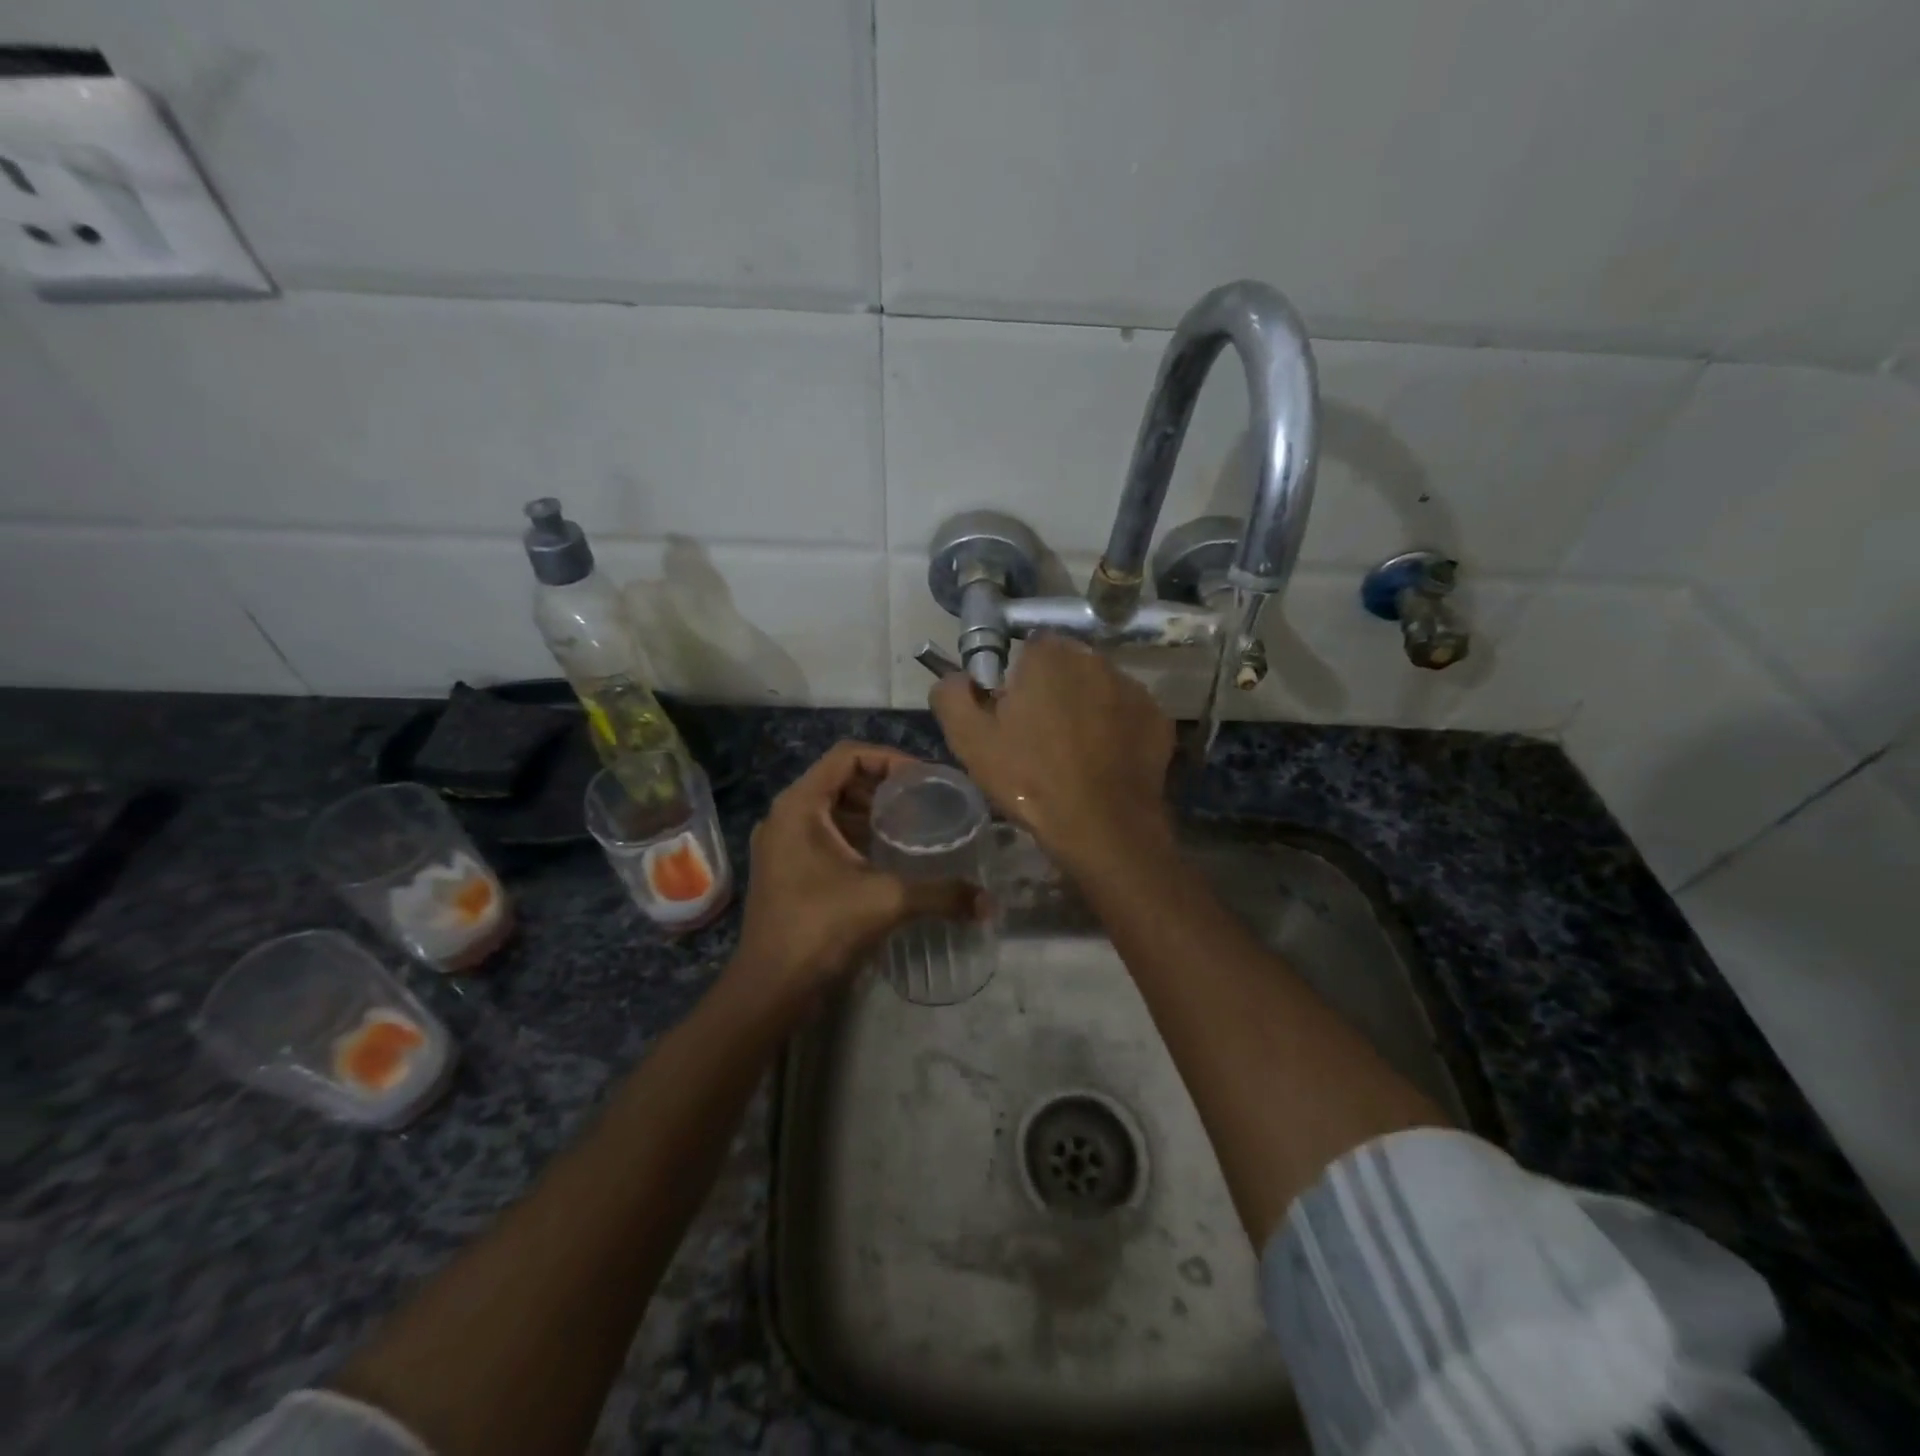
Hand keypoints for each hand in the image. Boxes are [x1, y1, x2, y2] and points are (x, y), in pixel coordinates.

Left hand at [732, 741, 982, 1002]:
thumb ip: (941, 894)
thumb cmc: (820, 929)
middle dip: (883, 786)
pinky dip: (855, 835)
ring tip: (911, 826)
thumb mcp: (886, 902)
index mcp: (799, 805)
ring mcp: (780, 843)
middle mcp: (785, 815)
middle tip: (924, 801)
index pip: (848, 755)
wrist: (769, 989)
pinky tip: (886, 856)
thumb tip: (989, 903)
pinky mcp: (784, 868)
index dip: (890, 759)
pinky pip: (824, 834)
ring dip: (870, 812)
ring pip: (831, 808)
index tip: (925, 779)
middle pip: (839, 779)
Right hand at [931, 636, 1174, 873]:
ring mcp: (1133, 689)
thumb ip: (952, 695)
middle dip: (1053, 691)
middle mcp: (1096, 660)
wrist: (1102, 828)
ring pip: (1099, 689)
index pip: (1029, 648)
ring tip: (1074, 753)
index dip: (1017, 679)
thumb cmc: (1030, 780)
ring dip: (1086, 708)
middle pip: (1066, 667)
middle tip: (1039, 736)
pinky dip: (1115, 730)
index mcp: (1049, 656)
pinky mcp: (1158, 720)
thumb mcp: (970, 740)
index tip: (1012, 713)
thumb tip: (956, 677)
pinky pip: (1127, 716)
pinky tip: (1103, 763)